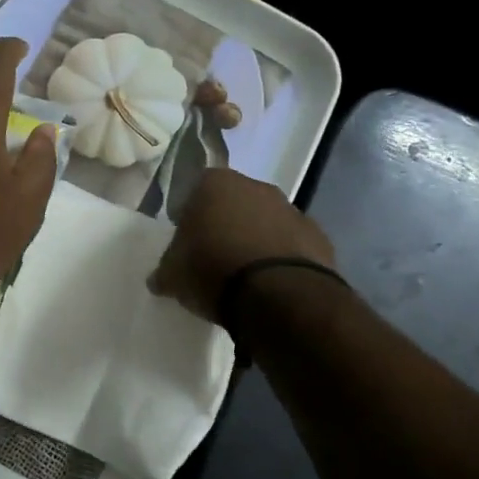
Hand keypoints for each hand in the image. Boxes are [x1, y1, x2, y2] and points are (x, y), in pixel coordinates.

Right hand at [150, 168, 334, 323]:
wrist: (279, 295)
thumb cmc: (213, 270)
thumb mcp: (173, 275)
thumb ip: (166, 269)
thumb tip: (159, 278)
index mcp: (215, 183)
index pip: (195, 192)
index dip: (189, 217)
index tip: (187, 244)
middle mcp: (255, 186)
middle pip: (233, 203)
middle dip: (225, 225)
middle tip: (214, 258)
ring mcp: (291, 209)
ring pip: (265, 222)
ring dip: (256, 241)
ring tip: (245, 277)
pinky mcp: (319, 236)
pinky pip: (291, 245)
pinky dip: (281, 259)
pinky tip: (272, 285)